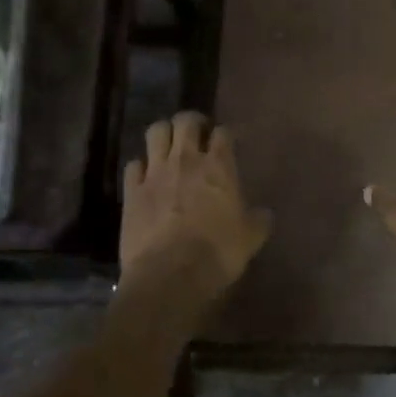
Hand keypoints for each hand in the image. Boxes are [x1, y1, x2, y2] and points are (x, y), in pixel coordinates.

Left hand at [121, 112, 270, 306]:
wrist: (170, 275)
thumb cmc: (218, 253)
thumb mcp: (251, 238)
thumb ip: (258, 220)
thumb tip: (264, 213)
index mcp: (219, 166)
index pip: (223, 132)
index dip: (225, 134)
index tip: (227, 144)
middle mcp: (186, 160)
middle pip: (185, 121)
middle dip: (192, 122)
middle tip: (197, 135)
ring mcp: (155, 173)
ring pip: (156, 132)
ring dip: (164, 134)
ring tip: (169, 147)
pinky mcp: (132, 191)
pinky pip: (133, 165)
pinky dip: (141, 167)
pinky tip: (146, 177)